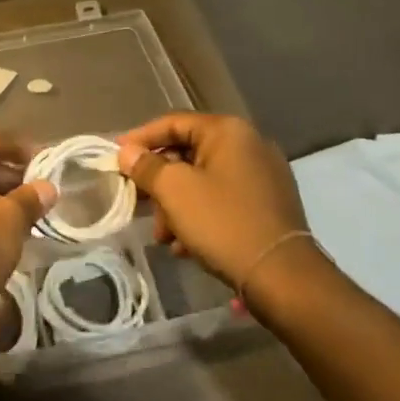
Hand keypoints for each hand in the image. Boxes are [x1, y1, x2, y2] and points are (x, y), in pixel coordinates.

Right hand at [118, 113, 307, 287]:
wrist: (284, 277)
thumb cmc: (223, 223)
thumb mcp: (175, 192)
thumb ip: (147, 167)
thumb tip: (127, 151)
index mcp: (228, 131)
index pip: (173, 122)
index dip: (140, 138)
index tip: (115, 157)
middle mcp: (249, 144)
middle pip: (189, 153)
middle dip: (160, 182)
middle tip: (139, 204)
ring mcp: (264, 175)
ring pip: (205, 180)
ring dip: (178, 205)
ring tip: (164, 237)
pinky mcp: (270, 204)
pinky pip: (224, 199)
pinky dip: (201, 216)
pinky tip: (187, 246)